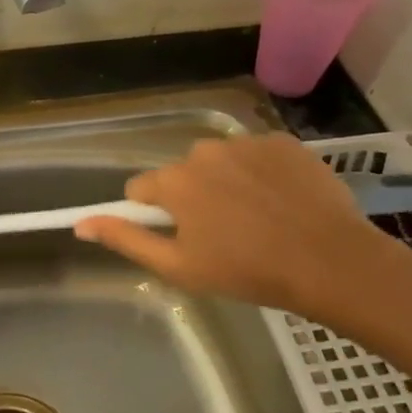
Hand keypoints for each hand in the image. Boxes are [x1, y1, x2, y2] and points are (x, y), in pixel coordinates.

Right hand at [74, 135, 405, 331]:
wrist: (331, 261)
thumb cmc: (247, 271)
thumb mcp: (178, 266)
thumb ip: (126, 240)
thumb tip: (80, 223)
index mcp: (174, 181)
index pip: (141, 190)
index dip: (155, 216)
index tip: (181, 238)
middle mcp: (202, 150)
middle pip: (181, 174)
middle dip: (193, 198)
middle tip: (223, 235)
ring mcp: (246, 142)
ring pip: (219, 163)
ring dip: (227, 185)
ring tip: (258, 220)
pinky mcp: (283, 141)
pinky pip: (256, 156)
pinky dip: (262, 175)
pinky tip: (282, 203)